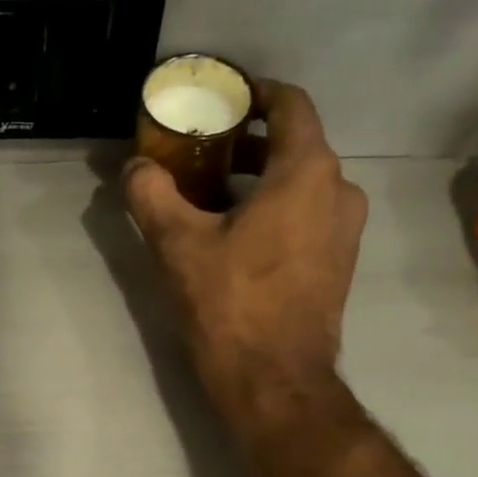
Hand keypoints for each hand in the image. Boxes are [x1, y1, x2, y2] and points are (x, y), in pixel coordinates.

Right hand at [123, 80, 368, 424]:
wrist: (274, 382)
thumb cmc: (230, 306)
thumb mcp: (178, 246)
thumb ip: (152, 196)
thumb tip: (133, 167)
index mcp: (307, 172)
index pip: (290, 104)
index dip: (255, 93)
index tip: (221, 100)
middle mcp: (339, 191)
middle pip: (295, 146)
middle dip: (248, 144)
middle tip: (202, 154)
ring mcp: (344, 232)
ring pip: (302, 186)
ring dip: (260, 182)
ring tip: (211, 198)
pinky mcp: (338, 267)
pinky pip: (308, 219)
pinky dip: (276, 212)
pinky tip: (237, 238)